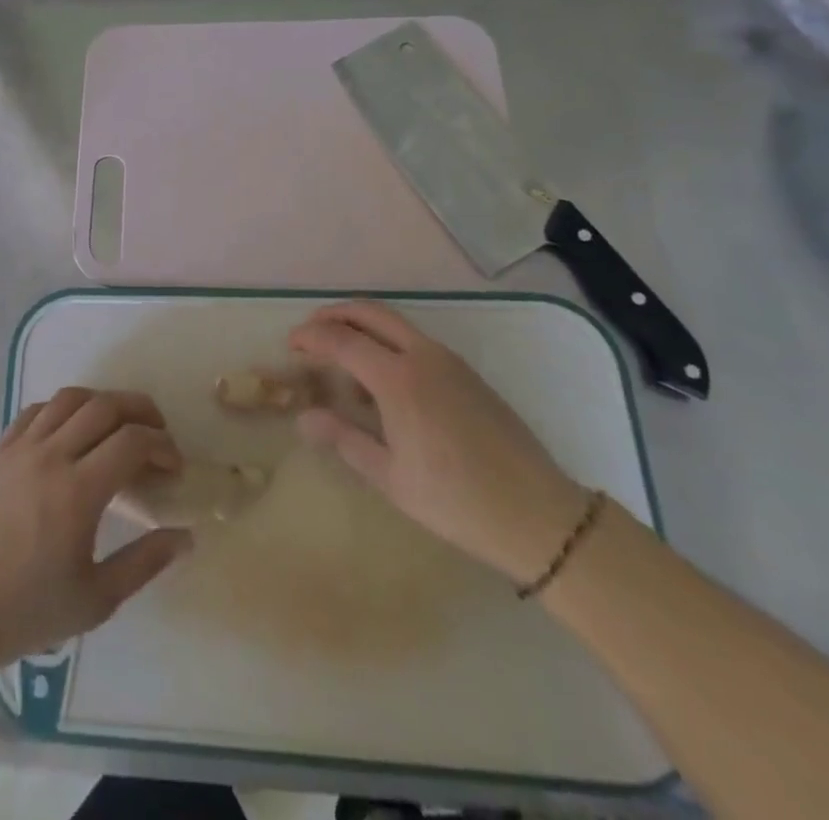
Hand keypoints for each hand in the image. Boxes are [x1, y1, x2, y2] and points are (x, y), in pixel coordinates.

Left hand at [0, 388, 191, 667]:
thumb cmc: (29, 609)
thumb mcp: (97, 599)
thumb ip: (144, 562)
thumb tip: (185, 537)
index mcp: (78, 491)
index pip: (131, 441)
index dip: (161, 446)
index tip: (173, 466)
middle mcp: (51, 456)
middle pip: (104, 406)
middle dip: (140, 410)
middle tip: (157, 432)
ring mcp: (21, 447)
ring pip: (69, 398)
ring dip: (102, 401)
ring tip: (118, 423)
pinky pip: (37, 410)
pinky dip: (63, 408)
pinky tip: (72, 430)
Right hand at [289, 301, 589, 585]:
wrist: (538, 515)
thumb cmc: (456, 501)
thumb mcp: (391, 477)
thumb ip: (344, 439)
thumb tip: (304, 417)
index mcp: (399, 379)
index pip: (341, 340)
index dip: (310, 337)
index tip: (290, 345)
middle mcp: (422, 356)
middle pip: (369, 313)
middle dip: (333, 315)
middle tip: (309, 332)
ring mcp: (449, 360)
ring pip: (394, 322)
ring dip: (361, 325)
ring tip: (341, 356)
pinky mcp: (467, 372)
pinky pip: (415, 340)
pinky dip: (387, 341)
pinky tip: (382, 379)